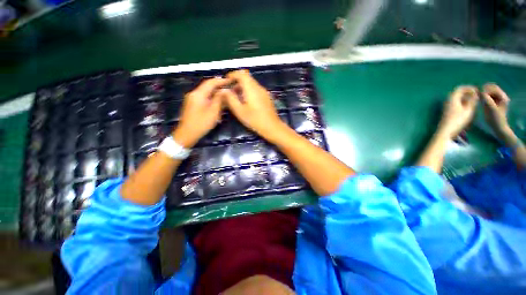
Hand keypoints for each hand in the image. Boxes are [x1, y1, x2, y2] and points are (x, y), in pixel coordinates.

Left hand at [172, 77, 231, 147]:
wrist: (187, 134)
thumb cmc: (201, 123)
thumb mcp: (213, 112)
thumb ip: (219, 99)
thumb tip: (225, 90)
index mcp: (198, 94)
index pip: (210, 83)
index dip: (221, 81)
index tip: (231, 81)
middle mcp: (194, 94)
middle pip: (208, 87)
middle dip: (219, 87)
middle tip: (230, 89)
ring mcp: (192, 99)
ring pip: (206, 93)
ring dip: (216, 94)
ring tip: (226, 96)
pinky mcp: (192, 105)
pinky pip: (204, 98)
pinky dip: (212, 99)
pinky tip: (218, 103)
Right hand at [222, 69, 287, 140]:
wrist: (272, 127)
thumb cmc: (255, 120)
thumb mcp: (239, 111)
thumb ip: (230, 99)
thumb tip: (223, 90)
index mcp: (252, 88)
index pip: (242, 73)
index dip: (233, 74)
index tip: (226, 81)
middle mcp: (259, 87)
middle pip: (247, 78)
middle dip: (237, 82)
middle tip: (230, 92)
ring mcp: (265, 93)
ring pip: (252, 85)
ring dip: (243, 88)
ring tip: (237, 99)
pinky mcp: (267, 98)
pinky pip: (256, 90)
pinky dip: (249, 92)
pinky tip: (247, 103)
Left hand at [438, 86, 478, 138]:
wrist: (445, 131)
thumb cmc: (458, 120)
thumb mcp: (468, 110)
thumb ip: (473, 101)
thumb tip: (475, 94)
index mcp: (452, 99)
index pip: (459, 89)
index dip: (468, 88)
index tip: (477, 90)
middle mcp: (447, 101)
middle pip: (457, 93)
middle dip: (467, 93)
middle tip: (476, 95)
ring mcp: (446, 107)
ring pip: (456, 99)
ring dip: (465, 98)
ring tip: (474, 101)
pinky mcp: (447, 112)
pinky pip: (455, 104)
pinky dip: (462, 103)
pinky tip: (468, 107)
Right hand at [481, 83, 511, 137]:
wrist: (497, 127)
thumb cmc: (495, 119)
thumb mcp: (491, 109)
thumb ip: (486, 99)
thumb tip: (480, 91)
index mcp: (502, 96)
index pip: (493, 87)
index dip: (485, 89)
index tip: (477, 93)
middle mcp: (500, 96)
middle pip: (491, 88)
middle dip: (483, 90)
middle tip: (476, 94)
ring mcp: (496, 99)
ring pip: (488, 92)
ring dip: (482, 93)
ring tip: (476, 97)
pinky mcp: (492, 102)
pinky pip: (486, 96)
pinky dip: (482, 96)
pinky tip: (478, 100)